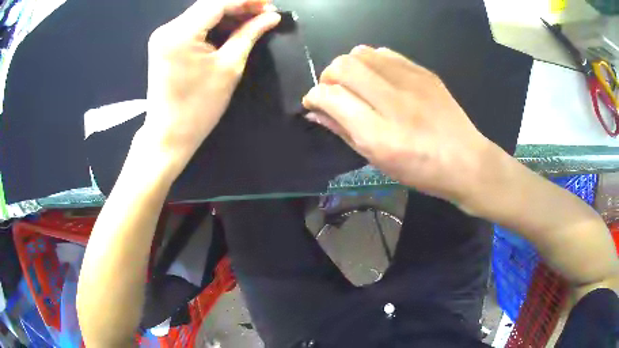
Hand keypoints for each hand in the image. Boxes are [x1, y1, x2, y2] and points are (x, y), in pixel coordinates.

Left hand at [137, 0, 280, 176]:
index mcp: (180, 33)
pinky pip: (193, 25)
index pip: (218, 2)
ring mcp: (163, 35)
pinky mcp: (164, 44)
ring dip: (228, 14)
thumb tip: (271, 17)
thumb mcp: (229, 67)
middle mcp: (167, 28)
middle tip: (265, 13)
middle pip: (208, 4)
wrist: (168, 135)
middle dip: (239, 5)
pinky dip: (214, 24)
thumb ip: (249, 34)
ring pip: (202, 13)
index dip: (247, 0)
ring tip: (253, 20)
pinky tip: (232, 28)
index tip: (270, 5)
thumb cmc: (199, 107)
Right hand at [302, 46, 493, 206]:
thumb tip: (316, 111)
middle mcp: (393, 101)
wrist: (465, 161)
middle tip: (334, 91)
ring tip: (357, 83)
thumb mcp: (377, 160)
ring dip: (349, 66)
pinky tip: (378, 78)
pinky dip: (372, 61)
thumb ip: (343, 131)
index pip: (330, 96)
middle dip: (328, 76)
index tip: (314, 102)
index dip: (314, 96)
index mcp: (379, 134)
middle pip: (342, 66)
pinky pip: (384, 52)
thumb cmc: (420, 171)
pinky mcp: (423, 72)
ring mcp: (411, 81)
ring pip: (361, 52)